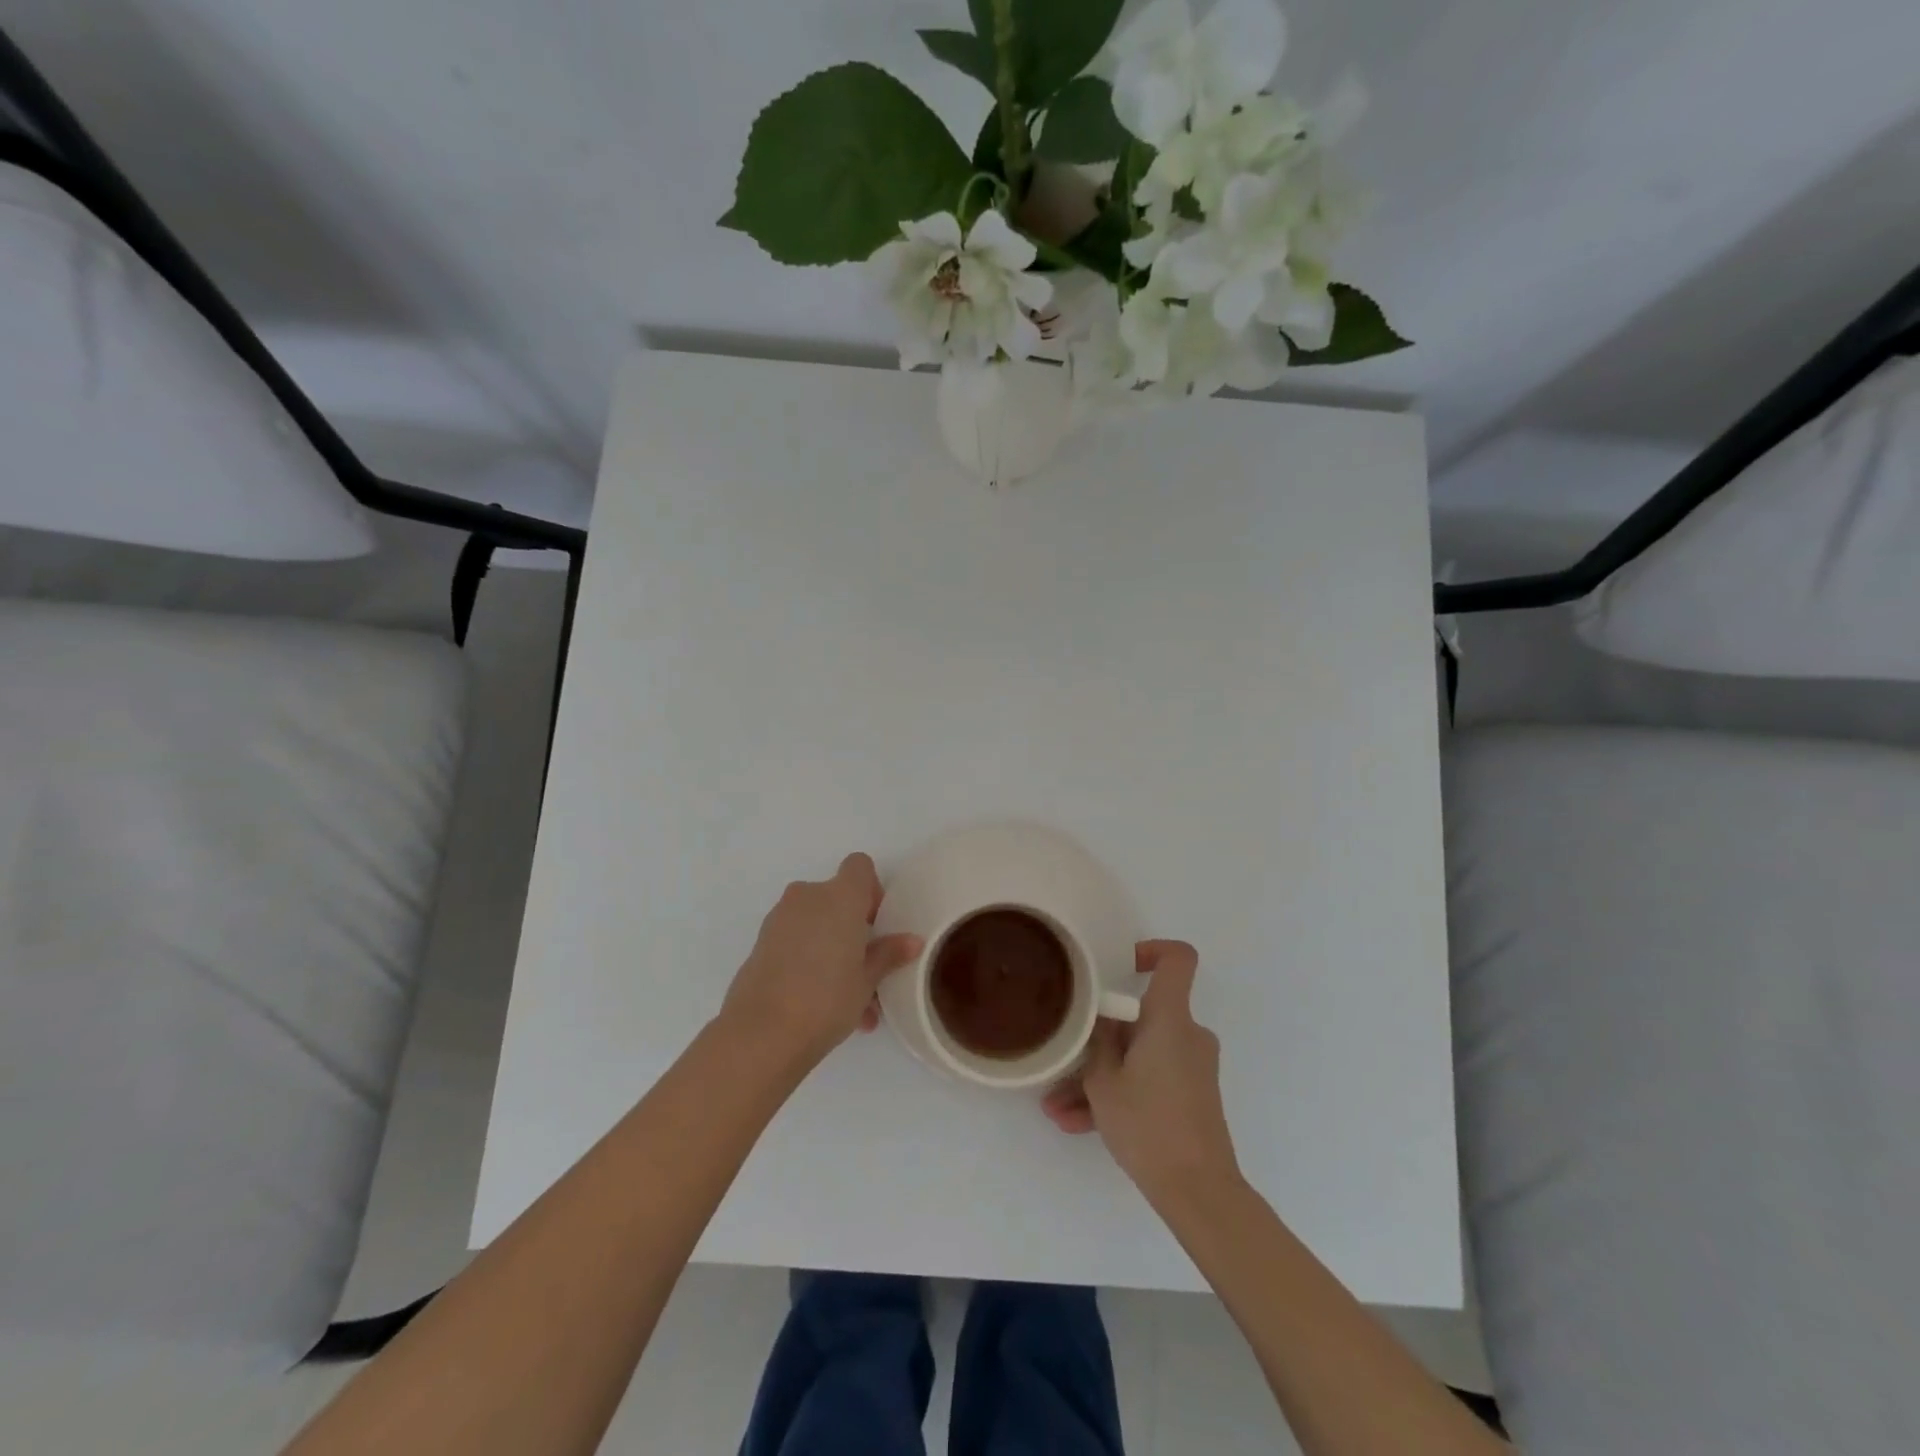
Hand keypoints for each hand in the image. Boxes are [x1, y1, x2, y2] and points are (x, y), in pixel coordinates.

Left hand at [721, 853, 922, 1065]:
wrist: (761, 1034)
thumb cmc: (826, 999)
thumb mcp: (867, 980)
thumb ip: (889, 954)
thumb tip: (912, 941)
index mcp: (839, 896)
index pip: (859, 867)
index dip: (872, 891)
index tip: (877, 925)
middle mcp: (807, 897)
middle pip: (837, 899)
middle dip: (853, 929)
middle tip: (867, 969)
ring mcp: (779, 919)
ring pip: (816, 924)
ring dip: (833, 951)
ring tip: (851, 1002)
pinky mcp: (760, 943)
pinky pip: (796, 942)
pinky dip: (810, 961)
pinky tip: (822, 1005)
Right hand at [1042, 940, 1240, 1202]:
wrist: (1198, 1191)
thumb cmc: (1149, 1124)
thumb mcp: (1104, 1081)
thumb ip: (1097, 1042)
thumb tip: (1099, 1020)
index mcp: (1170, 1018)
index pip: (1178, 960)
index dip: (1152, 951)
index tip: (1122, 966)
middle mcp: (1187, 1034)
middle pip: (1141, 1018)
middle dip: (1099, 1040)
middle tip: (1064, 1062)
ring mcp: (1191, 1066)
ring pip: (1138, 1056)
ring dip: (1100, 1076)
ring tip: (1058, 1108)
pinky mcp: (1190, 1095)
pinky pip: (1149, 1079)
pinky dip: (1119, 1094)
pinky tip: (1077, 1123)